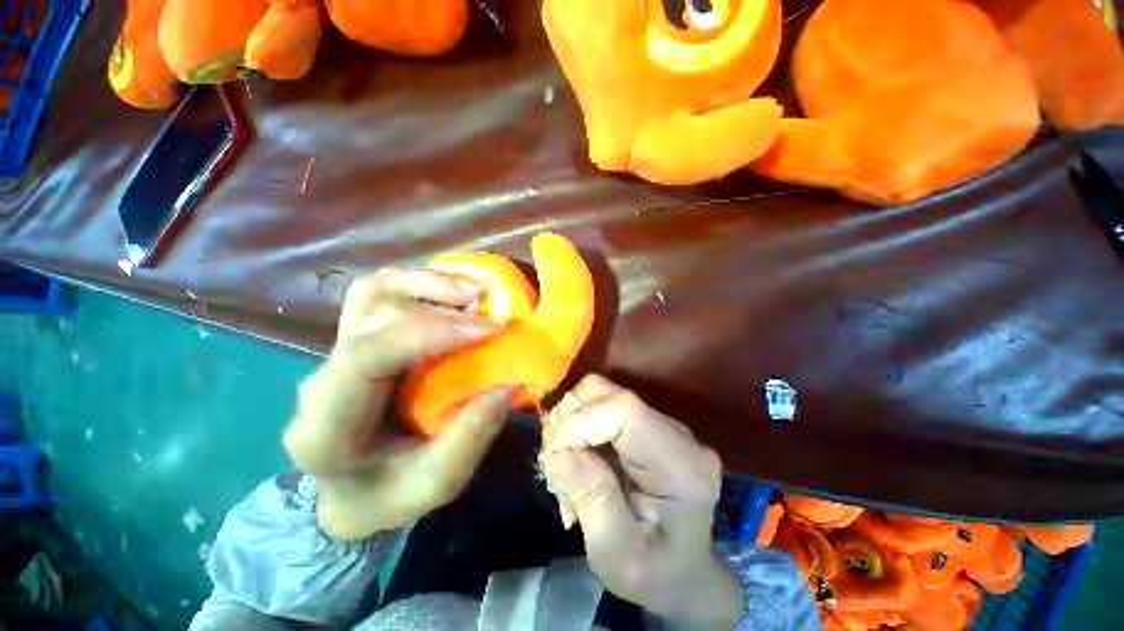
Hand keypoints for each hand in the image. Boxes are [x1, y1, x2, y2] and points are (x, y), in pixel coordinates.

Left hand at [284, 269, 513, 540]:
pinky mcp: (355, 340)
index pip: (367, 356)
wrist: (348, 491)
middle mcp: (322, 379)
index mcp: (328, 426)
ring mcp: (334, 352)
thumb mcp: (434, 485)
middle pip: (373, 316)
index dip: (432, 332)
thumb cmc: (387, 495)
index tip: (489, 331)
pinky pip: (380, 294)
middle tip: (491, 312)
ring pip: (372, 293)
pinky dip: (419, 285)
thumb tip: (508, 385)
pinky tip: (452, 294)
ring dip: (426, 283)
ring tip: (473, 291)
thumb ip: (470, 438)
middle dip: (439, 305)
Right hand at [540, 376, 743, 628]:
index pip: (624, 410)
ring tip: (565, 469)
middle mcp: (676, 433)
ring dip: (570, 425)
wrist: (684, 575)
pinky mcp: (647, 425)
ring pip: (600, 395)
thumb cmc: (656, 576)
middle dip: (568, 421)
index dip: (579, 423)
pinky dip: (579, 430)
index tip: (554, 459)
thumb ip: (592, 499)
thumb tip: (556, 451)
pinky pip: (602, 409)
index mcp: (681, 465)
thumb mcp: (618, 556)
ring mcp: (662, 425)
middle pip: (608, 394)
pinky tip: (578, 465)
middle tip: (554, 465)